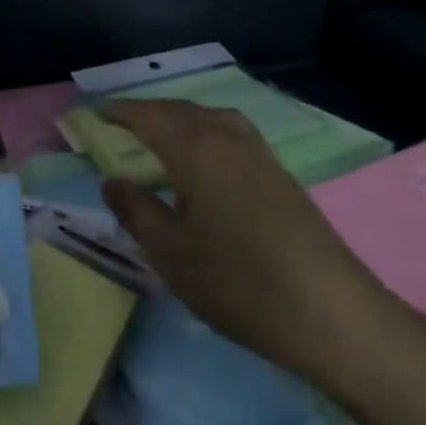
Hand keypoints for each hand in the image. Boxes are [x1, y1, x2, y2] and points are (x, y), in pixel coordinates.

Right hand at [97, 99, 384, 379]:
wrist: (333, 314)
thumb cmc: (239, 283)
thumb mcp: (172, 253)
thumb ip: (137, 211)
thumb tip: (112, 181)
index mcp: (195, 150)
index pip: (148, 116)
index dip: (118, 111)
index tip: (92, 112)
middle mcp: (227, 139)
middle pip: (180, 110)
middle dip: (147, 111)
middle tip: (118, 122)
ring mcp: (259, 154)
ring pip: (209, 118)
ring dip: (179, 118)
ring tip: (158, 134)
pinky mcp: (279, 174)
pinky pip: (230, 133)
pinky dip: (205, 131)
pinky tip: (204, 159)